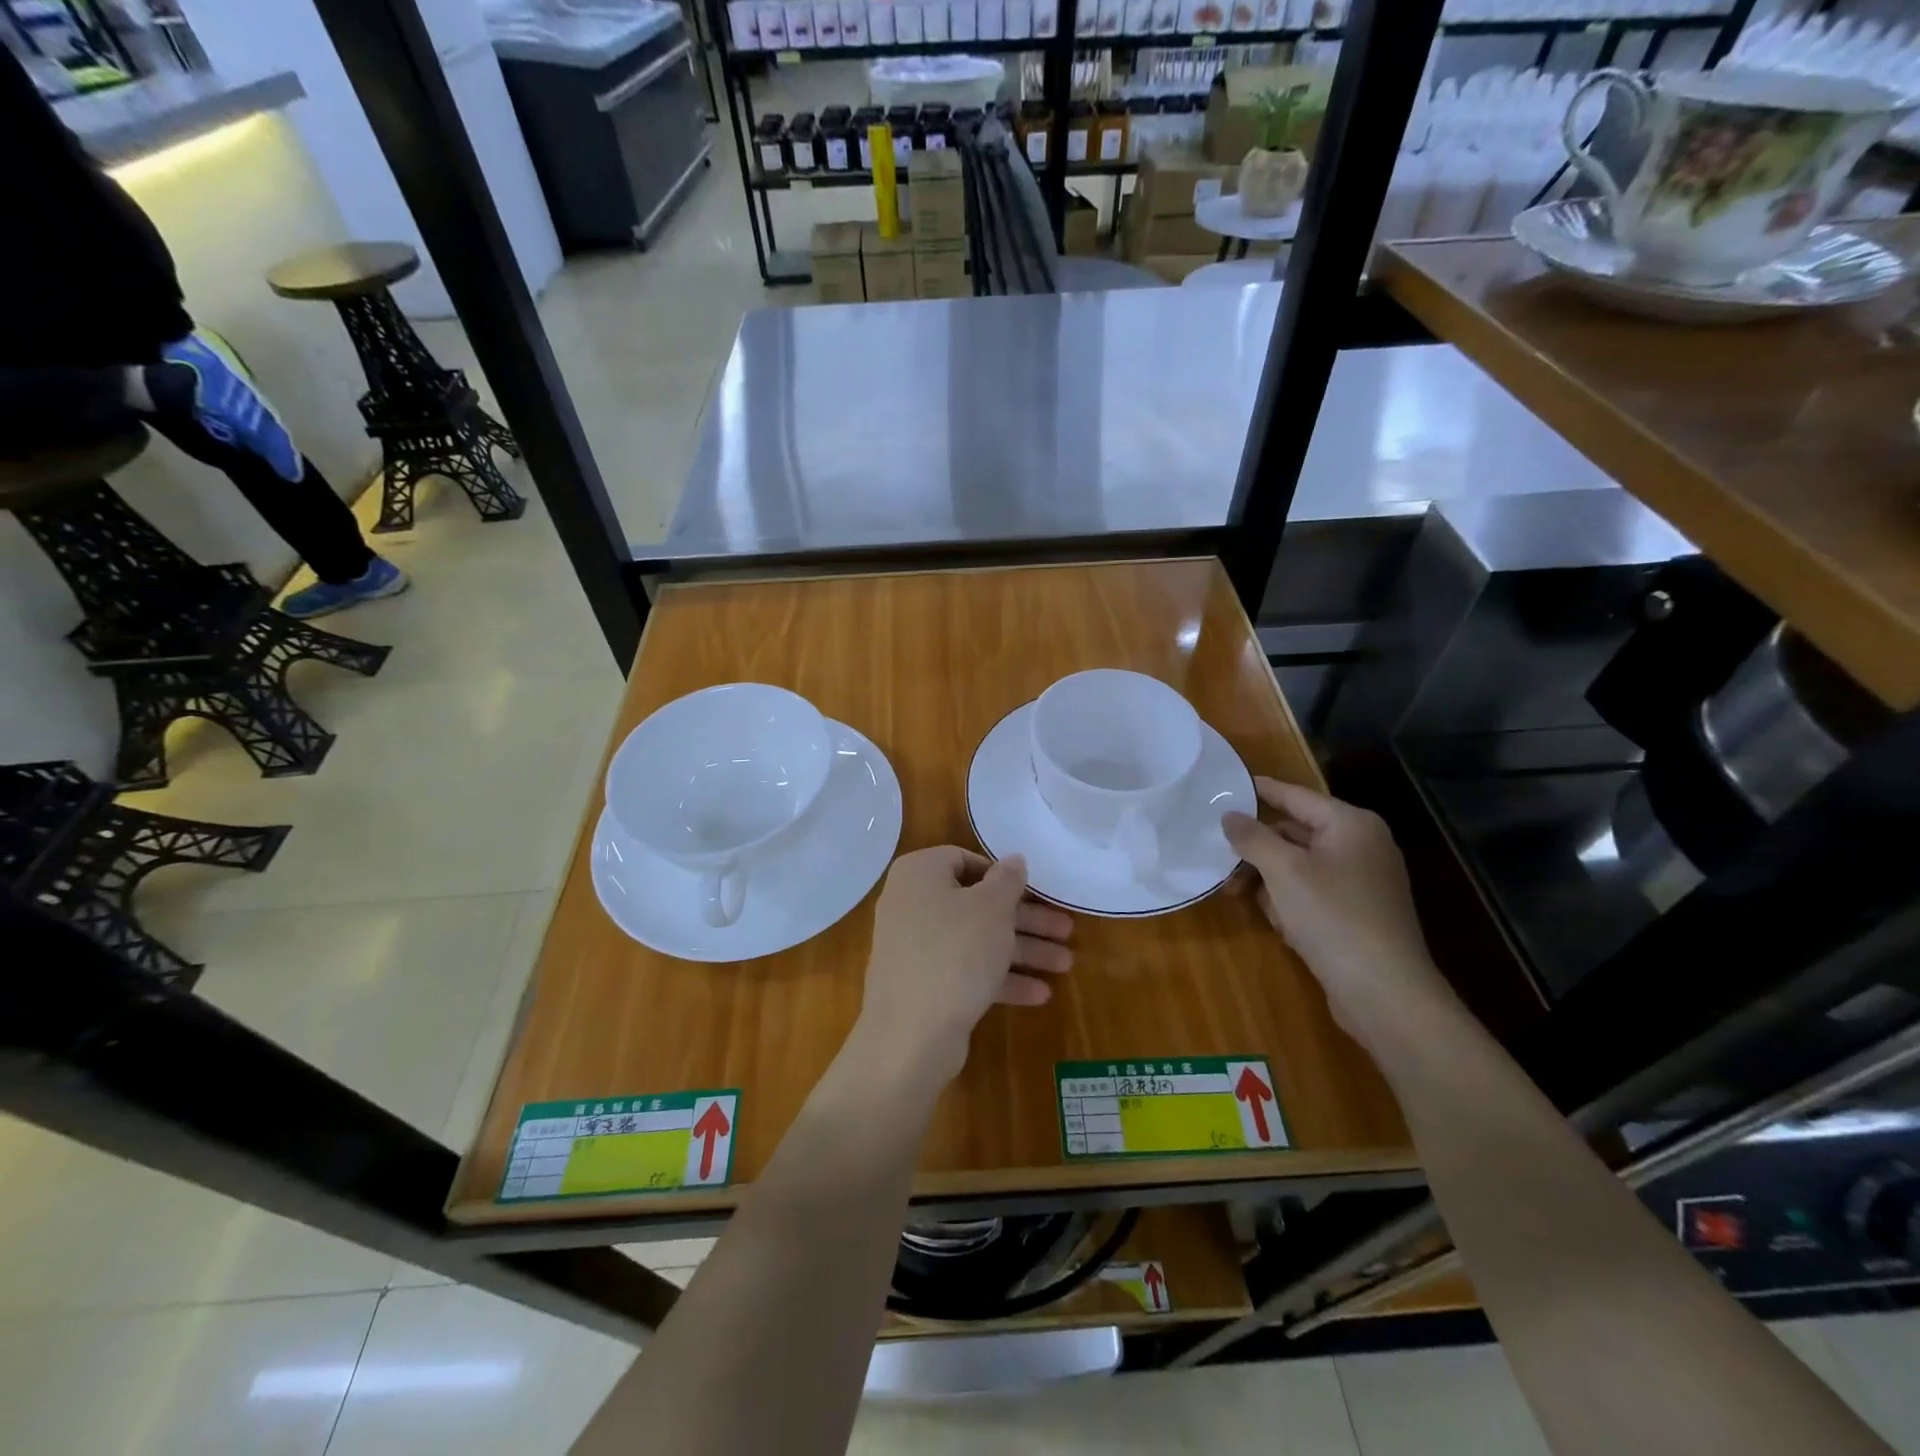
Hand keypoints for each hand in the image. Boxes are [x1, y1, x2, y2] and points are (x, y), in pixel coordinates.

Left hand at [856, 847, 1072, 1087]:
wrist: (910, 1034)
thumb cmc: (955, 952)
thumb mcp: (992, 908)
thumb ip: (1008, 879)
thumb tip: (1014, 859)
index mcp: (919, 874)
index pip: (963, 859)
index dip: (1000, 874)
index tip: (1031, 891)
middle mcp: (911, 904)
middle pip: (977, 904)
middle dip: (1025, 921)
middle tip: (1066, 931)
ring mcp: (915, 947)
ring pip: (976, 940)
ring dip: (1021, 951)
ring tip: (1065, 964)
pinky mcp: (923, 984)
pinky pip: (965, 970)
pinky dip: (999, 978)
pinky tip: (1040, 994)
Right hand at [1223, 779, 1457, 1048]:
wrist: (1385, 993)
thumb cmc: (1333, 917)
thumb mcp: (1283, 871)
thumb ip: (1252, 837)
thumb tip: (1230, 815)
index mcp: (1351, 824)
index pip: (1295, 796)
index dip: (1260, 790)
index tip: (1226, 784)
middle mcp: (1361, 846)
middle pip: (1294, 833)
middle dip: (1257, 850)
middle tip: (1221, 864)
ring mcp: (1363, 882)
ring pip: (1299, 866)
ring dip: (1268, 880)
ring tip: (1241, 897)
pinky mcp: (1358, 913)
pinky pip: (1313, 892)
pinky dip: (1290, 901)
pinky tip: (1277, 923)